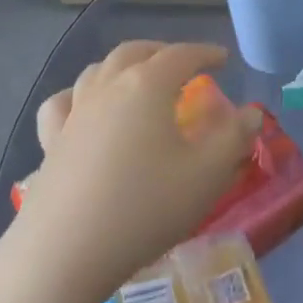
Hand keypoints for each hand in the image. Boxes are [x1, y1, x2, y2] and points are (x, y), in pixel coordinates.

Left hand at [17, 41, 260, 299]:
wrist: (65, 251)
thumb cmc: (145, 207)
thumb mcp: (206, 175)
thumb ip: (234, 138)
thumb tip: (252, 112)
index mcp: (147, 84)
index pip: (181, 54)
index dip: (205, 53)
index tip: (223, 59)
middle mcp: (108, 86)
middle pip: (136, 52)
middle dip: (163, 51)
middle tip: (183, 65)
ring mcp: (75, 112)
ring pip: (98, 70)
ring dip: (123, 66)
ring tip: (138, 80)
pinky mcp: (50, 142)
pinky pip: (63, 103)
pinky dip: (78, 96)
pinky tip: (83, 109)